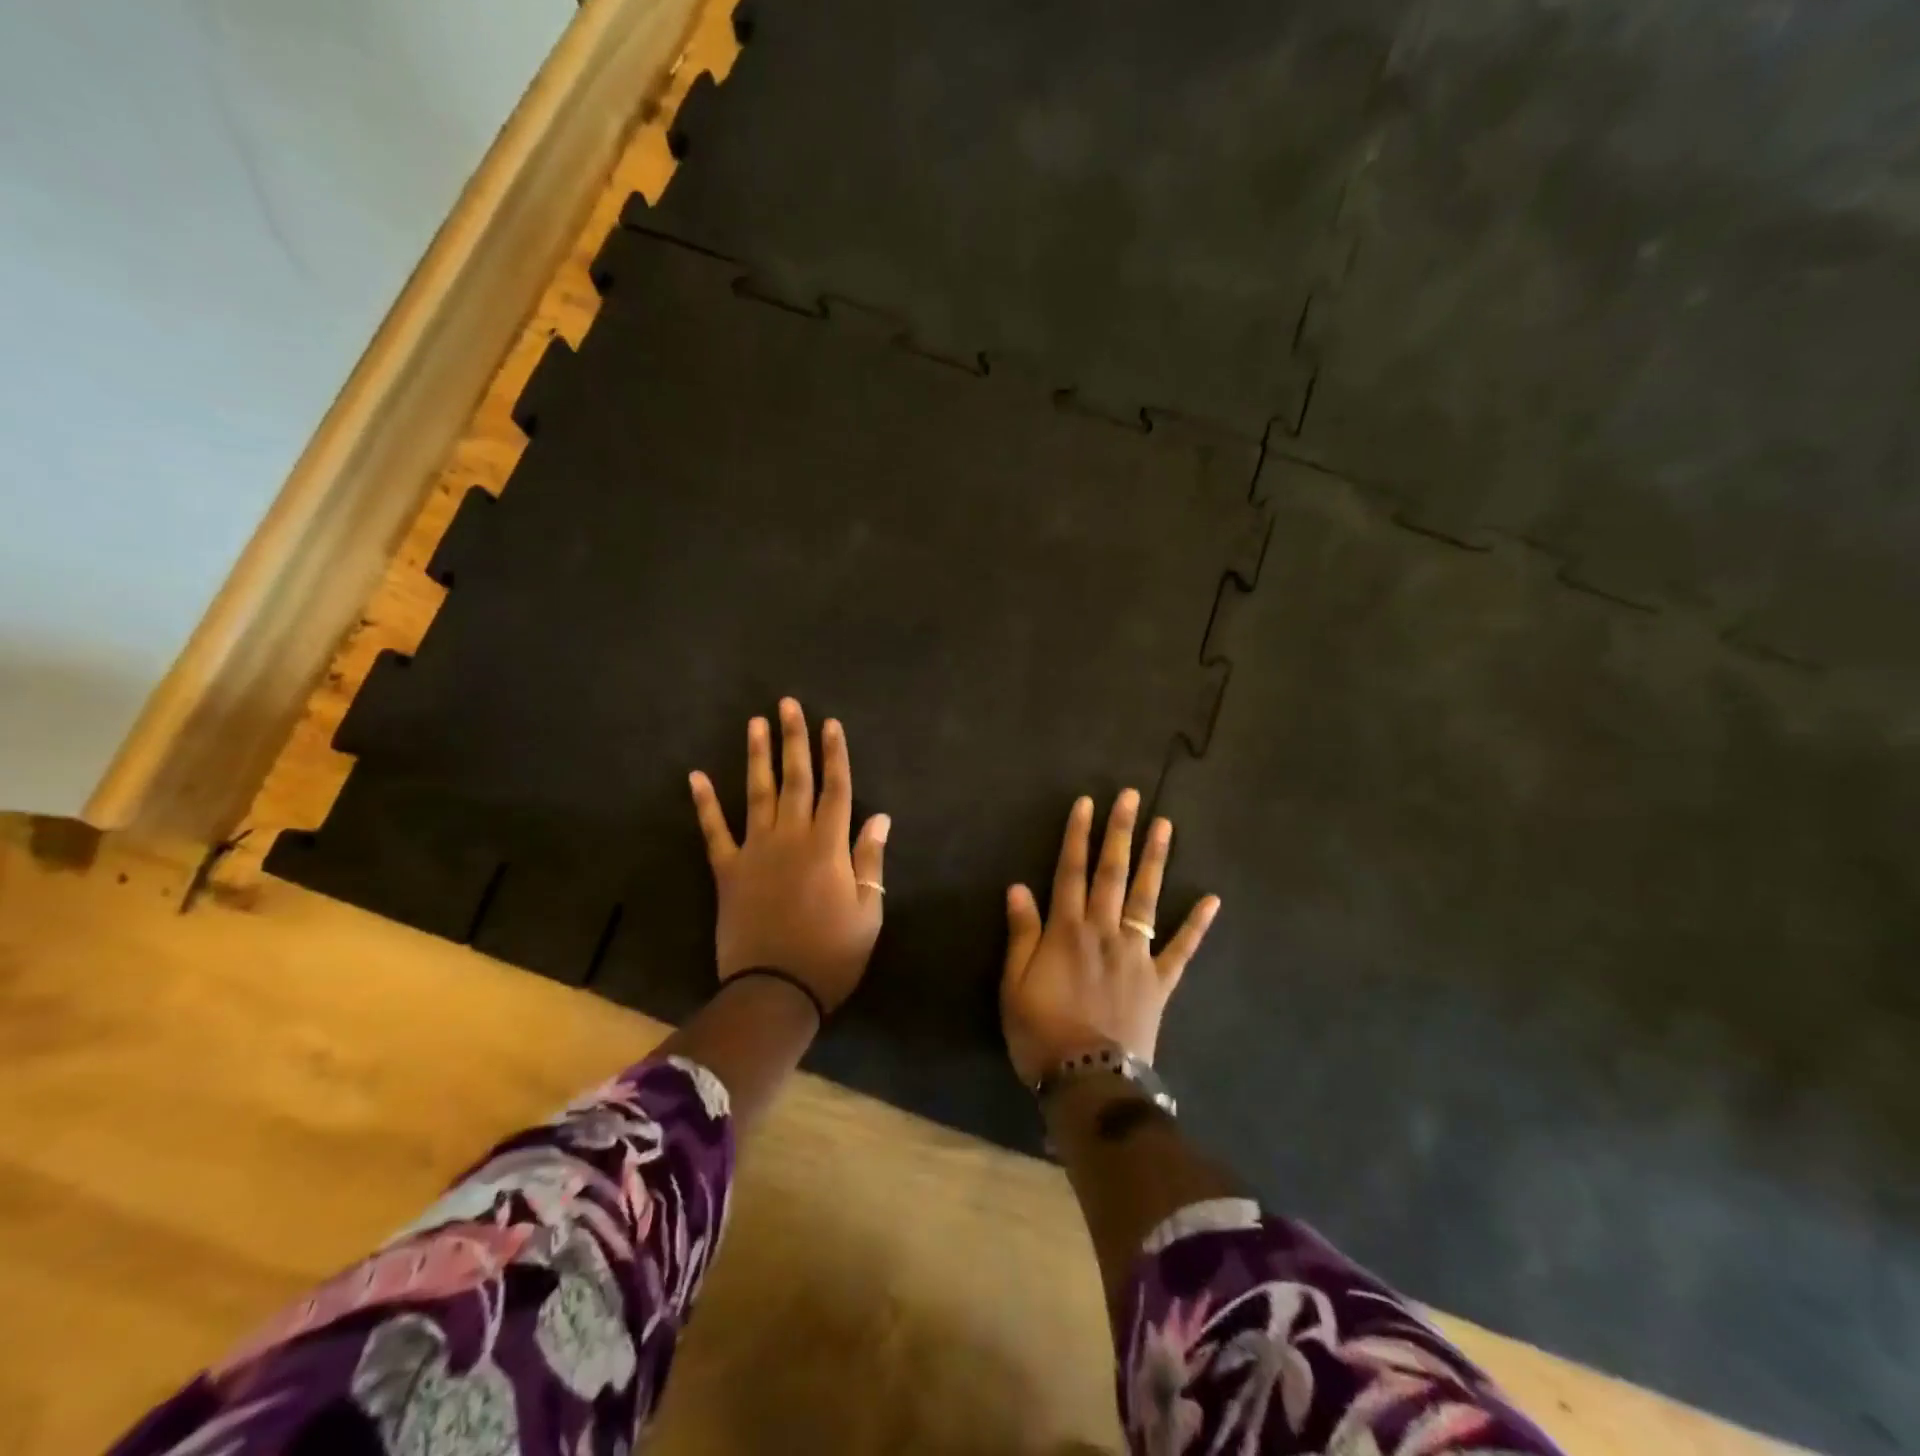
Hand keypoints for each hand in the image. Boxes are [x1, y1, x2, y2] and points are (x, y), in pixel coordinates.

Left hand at [689, 698, 889, 1010]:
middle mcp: (791, 838)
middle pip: (795, 779)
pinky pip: (714, 832)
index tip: (831, 723)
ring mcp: (755, 852)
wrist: (775, 990)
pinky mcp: (727, 871)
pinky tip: (696, 776)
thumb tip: (879, 817)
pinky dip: (705, 804)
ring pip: (757, 794)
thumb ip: (870, 859)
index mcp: (828, 846)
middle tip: (788, 704)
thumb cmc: (832, 954)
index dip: (835, 754)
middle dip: (794, 740)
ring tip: (755, 722)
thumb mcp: (868, 911)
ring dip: (756, 757)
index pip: (836, 789)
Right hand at [1000, 790, 1219, 1085]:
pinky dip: (1197, 924)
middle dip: (1120, 832)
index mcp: (1067, 930)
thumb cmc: (1041, 1032)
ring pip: (1147, 898)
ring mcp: (1137, 954)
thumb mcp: (1014, 984)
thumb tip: (1018, 887)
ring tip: (1165, 825)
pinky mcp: (1160, 980)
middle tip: (1131, 796)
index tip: (1086, 803)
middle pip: (1112, 873)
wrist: (1089, 1080)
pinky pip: (1181, 948)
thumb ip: (1021, 934)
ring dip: (1156, 859)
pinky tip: (1212, 899)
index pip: (1070, 871)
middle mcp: (1104, 931)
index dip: (1078, 835)